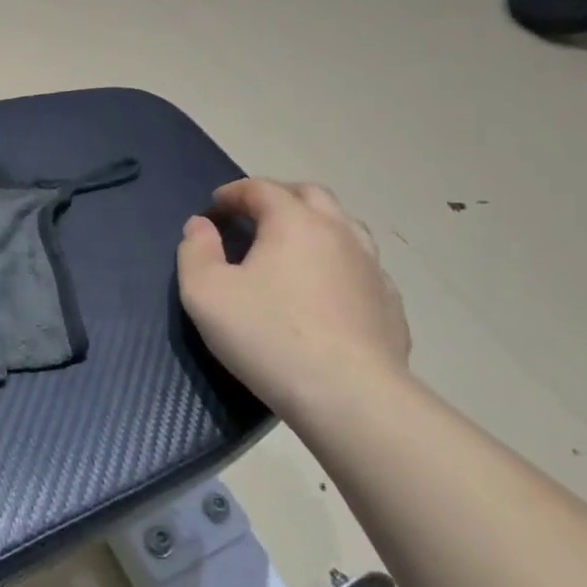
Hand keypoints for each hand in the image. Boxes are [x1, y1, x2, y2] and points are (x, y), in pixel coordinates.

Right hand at [177, 180, 410, 423]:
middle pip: (310, 195)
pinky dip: (341, 266)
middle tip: (254, 219)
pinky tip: (328, 292)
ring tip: (294, 250)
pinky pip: (363, 269)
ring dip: (316, 227)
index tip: (213, 209)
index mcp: (293, 221)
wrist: (350, 398)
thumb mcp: (205, 293)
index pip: (260, 188)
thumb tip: (200, 225)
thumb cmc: (268, 336)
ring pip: (345, 228)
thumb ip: (195, 251)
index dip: (232, 193)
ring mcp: (372, 268)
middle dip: (279, 198)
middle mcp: (338, 232)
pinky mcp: (391, 305)